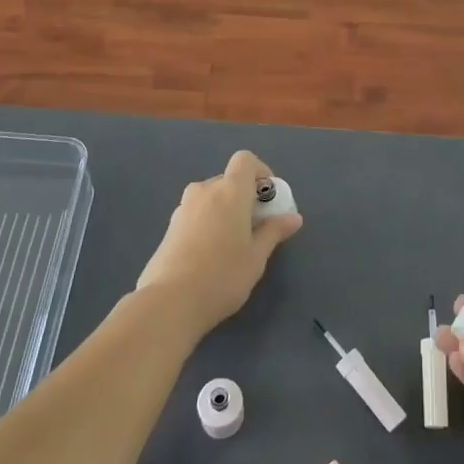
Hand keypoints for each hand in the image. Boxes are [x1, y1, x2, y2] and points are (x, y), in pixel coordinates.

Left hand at [136, 151, 302, 337]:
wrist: (169, 302)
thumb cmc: (222, 275)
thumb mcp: (257, 257)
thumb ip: (274, 232)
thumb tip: (293, 217)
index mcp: (229, 191)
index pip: (245, 160)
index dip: (260, 172)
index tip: (268, 199)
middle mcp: (204, 191)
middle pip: (228, 181)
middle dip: (244, 197)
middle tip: (255, 228)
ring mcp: (183, 208)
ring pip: (210, 199)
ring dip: (224, 211)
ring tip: (232, 245)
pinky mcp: (169, 228)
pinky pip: (196, 214)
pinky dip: (207, 223)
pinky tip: (210, 256)